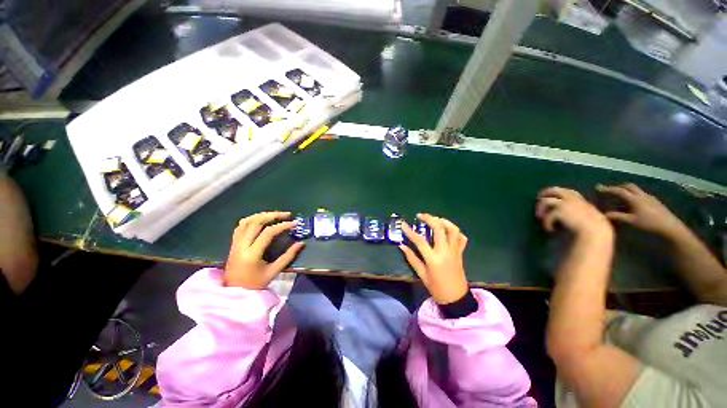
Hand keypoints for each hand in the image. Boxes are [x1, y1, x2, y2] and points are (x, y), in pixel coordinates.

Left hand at [224, 211, 304, 289]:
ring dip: (262, 215)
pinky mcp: (233, 243)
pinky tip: (261, 219)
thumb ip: (288, 256)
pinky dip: (252, 219)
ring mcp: (236, 243)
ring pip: (247, 221)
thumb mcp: (274, 271)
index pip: (268, 232)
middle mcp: (242, 245)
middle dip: (273, 215)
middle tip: (287, 214)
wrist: (233, 292)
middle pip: (256, 222)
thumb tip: (301, 243)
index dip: (282, 225)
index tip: (294, 223)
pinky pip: (240, 226)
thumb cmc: (255, 284)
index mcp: (252, 253)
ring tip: (276, 214)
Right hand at [399, 214, 468, 304]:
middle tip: (420, 216)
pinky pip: (461, 238)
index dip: (409, 231)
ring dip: (444, 221)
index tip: (403, 223)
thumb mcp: (421, 274)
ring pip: (453, 230)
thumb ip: (411, 258)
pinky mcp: (461, 253)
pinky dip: (455, 232)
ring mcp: (455, 251)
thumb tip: (401, 245)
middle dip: (429, 218)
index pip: (419, 240)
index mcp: (433, 258)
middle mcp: (445, 251)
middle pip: (439, 228)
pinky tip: (448, 231)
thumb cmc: (436, 287)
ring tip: (435, 219)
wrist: (456, 298)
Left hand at [536, 187, 611, 238]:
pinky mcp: (559, 211)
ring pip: (546, 201)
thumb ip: (577, 211)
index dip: (556, 192)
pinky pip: (548, 216)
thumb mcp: (587, 216)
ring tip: (539, 217)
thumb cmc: (594, 228)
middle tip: (538, 199)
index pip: (566, 191)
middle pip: (554, 190)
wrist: (596, 232)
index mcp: (580, 199)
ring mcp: (565, 203)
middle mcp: (572, 198)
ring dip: (540, 209)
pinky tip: (550, 230)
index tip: (548, 195)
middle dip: (544, 193)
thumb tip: (562, 212)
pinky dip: (547, 223)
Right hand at [596, 183, 686, 236]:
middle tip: (611, 190)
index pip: (619, 191)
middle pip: (629, 186)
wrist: (671, 227)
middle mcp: (642, 195)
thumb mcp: (632, 221)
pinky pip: (642, 195)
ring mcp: (650, 198)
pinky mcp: (655, 202)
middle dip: (619, 187)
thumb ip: (618, 216)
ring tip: (621, 197)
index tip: (598, 187)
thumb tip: (604, 214)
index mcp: (635, 199)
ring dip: (627, 191)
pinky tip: (633, 203)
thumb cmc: (650, 224)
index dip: (608, 189)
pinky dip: (634, 196)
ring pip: (636, 190)